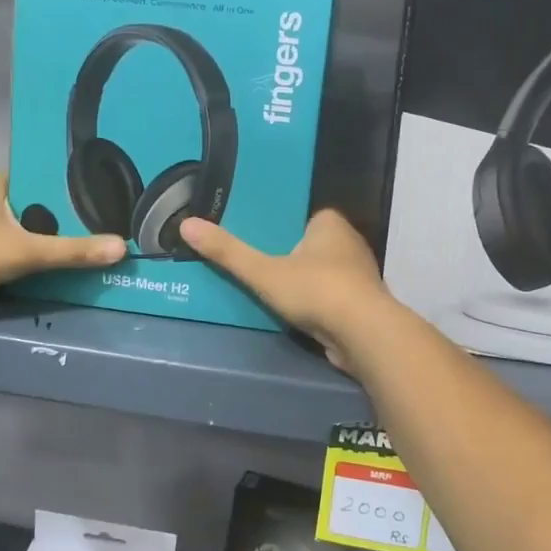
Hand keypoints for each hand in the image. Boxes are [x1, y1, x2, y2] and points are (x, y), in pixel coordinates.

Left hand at [0, 174, 124, 317]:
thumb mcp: (26, 251)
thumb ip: (72, 251)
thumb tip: (122, 247)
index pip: (41, 176)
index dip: (68, 184)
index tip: (100, 192)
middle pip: (34, 205)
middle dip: (61, 216)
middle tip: (101, 222)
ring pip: (20, 230)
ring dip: (44, 239)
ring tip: (85, 243)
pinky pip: (8, 250)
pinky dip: (27, 258)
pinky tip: (52, 267)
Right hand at [178, 210, 393, 373]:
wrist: (364, 334)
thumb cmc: (315, 290)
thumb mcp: (263, 271)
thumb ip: (228, 252)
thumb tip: (186, 225)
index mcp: (331, 224)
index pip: (304, 217)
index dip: (283, 228)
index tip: (260, 238)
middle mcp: (350, 243)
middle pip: (313, 245)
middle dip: (293, 256)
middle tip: (261, 265)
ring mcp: (360, 276)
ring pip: (325, 273)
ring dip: (307, 282)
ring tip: (275, 291)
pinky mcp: (363, 304)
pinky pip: (333, 297)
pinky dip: (319, 303)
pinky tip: (301, 314)